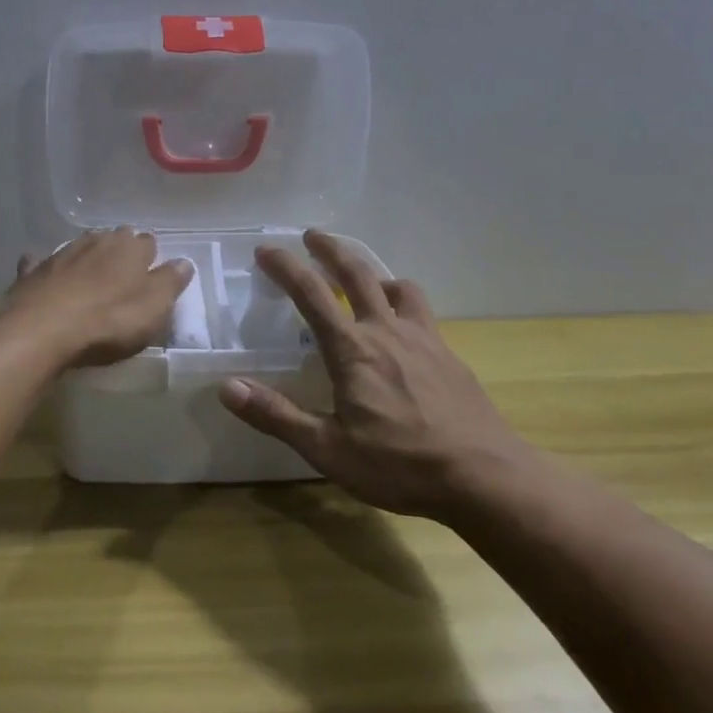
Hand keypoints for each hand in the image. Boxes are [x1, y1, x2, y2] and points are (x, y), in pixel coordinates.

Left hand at [4, 228, 192, 368]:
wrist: (41, 329)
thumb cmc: (108, 321)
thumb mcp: (154, 309)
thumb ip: (170, 283)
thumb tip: (184, 262)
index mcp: (130, 248)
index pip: (148, 242)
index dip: (151, 258)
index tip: (152, 274)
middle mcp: (97, 241)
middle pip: (114, 239)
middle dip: (120, 251)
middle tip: (123, 275)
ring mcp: (62, 253)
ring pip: (81, 246)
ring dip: (88, 257)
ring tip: (91, 276)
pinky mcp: (33, 271)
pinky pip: (43, 263)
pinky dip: (48, 268)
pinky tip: (47, 276)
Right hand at [217, 230, 530, 519]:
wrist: (485, 477)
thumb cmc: (401, 465)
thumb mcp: (328, 450)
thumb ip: (277, 416)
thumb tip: (227, 387)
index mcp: (352, 350)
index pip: (311, 293)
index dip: (285, 266)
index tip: (265, 249)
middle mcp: (386, 331)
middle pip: (357, 272)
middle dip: (330, 248)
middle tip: (312, 235)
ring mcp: (423, 338)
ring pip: (397, 285)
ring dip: (373, 272)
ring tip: (362, 277)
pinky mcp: (448, 354)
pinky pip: (421, 310)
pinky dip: (403, 300)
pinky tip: (402, 324)